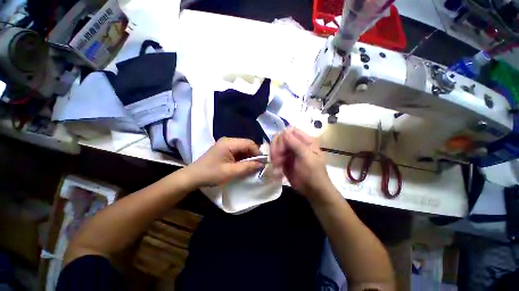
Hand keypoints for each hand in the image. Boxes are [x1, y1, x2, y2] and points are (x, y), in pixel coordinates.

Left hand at [186, 137, 263, 187]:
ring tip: (250, 167)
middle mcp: (228, 140)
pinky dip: (242, 158)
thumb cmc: (211, 174)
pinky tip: (243, 165)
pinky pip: (238, 151)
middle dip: (253, 155)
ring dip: (248, 157)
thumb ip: (248, 167)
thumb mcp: (231, 172)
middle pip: (246, 144)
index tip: (262, 163)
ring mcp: (226, 144)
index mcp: (229, 143)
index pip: (249, 143)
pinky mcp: (224, 149)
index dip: (258, 152)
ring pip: (243, 148)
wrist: (193, 177)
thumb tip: (261, 164)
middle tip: (257, 166)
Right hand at [270, 128, 338, 204]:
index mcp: (306, 140)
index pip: (290, 131)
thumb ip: (296, 144)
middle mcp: (297, 143)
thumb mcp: (307, 158)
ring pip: (276, 146)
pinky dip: (274, 160)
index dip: (283, 138)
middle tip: (276, 160)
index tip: (280, 150)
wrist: (313, 191)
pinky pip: (275, 154)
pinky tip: (276, 168)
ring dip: (274, 154)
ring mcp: (290, 151)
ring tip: (276, 165)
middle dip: (276, 147)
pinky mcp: (284, 159)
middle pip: (281, 138)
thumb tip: (284, 131)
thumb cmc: (314, 173)